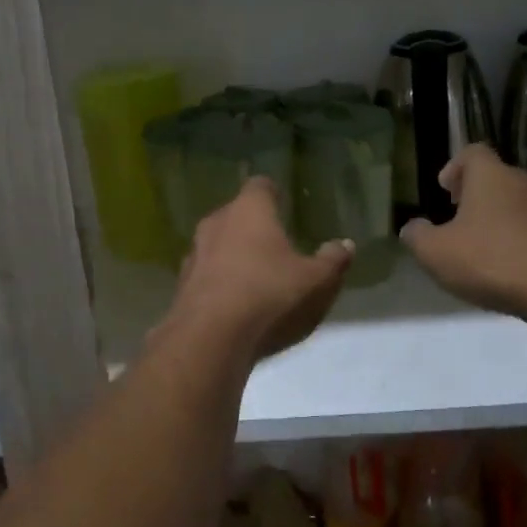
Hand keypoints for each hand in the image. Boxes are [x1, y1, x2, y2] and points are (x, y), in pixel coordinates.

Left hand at [158, 177, 352, 363]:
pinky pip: (206, 276)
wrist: (209, 340)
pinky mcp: (181, 286)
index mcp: (249, 211)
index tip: (284, 205)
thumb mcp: (317, 282)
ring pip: (217, 245)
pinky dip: (220, 283)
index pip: (260, 186)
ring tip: (256, 277)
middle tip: (276, 245)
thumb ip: (333, 261)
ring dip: (234, 256)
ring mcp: (194, 254)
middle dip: (253, 227)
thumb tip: (344, 244)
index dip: (273, 194)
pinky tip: (235, 304)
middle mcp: (216, 223)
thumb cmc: (270, 296)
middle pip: (236, 215)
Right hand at [400, 145, 526, 317]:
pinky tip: (506, 266)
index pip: (473, 153)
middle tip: (457, 216)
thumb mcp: (436, 252)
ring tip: (480, 245)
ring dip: (497, 217)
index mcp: (490, 177)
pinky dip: (517, 239)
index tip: (444, 190)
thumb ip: (417, 236)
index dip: (455, 167)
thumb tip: (412, 228)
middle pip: (496, 177)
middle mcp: (522, 184)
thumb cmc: (490, 260)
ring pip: (516, 203)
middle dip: (475, 194)